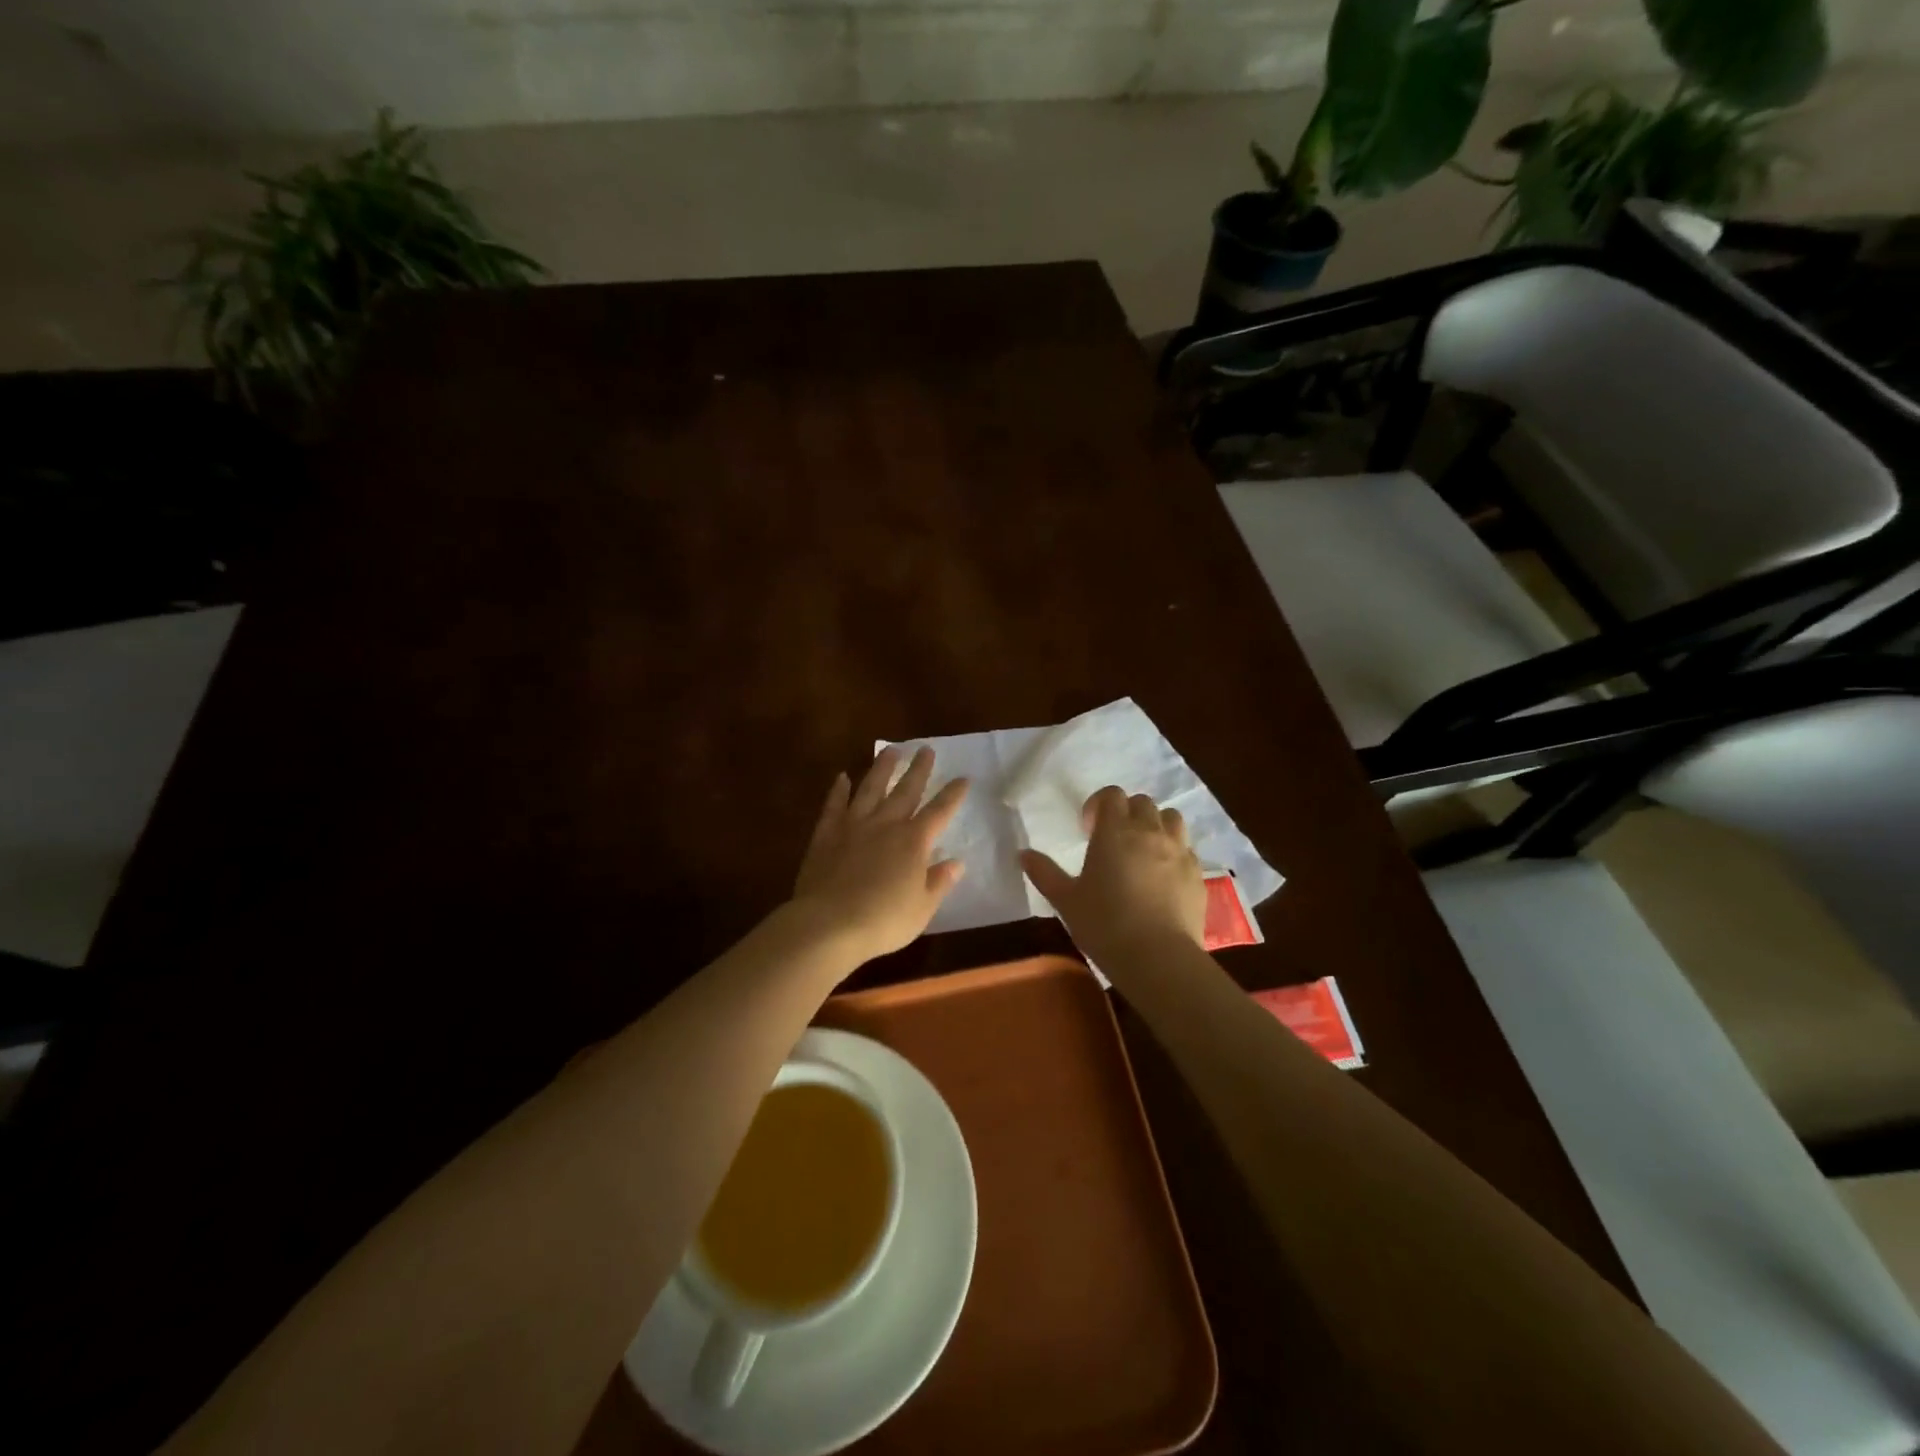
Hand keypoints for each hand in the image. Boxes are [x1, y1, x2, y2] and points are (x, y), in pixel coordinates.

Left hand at [790, 746, 968, 964]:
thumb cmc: (883, 921)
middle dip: (919, 769)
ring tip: (890, 749)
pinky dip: (839, 790)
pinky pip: (834, 805)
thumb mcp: (922, 908)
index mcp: (914, 842)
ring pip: (870, 788)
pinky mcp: (826, 834)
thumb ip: (939, 882)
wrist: (829, 924)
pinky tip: (842, 777)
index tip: (964, 777)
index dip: (953, 794)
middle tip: (926, 749)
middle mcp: (886, 824)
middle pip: (906, 790)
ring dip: (882, 768)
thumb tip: (956, 862)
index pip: (940, 811)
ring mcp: (854, 825)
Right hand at [1022, 786, 1205, 966]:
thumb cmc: (1104, 924)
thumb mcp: (1066, 900)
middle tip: (1113, 841)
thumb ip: (1044, 873)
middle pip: (1142, 803)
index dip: (1098, 805)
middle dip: (1126, 814)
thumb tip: (1022, 853)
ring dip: (1155, 825)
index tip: (1088, 830)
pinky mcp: (1198, 874)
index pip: (1112, 795)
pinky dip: (1174, 853)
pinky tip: (1162, 878)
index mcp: (1115, 831)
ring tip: (1143, 851)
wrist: (1158, 957)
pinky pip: (1187, 849)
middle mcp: (1150, 832)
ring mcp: (1179, 851)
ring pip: (1171, 818)